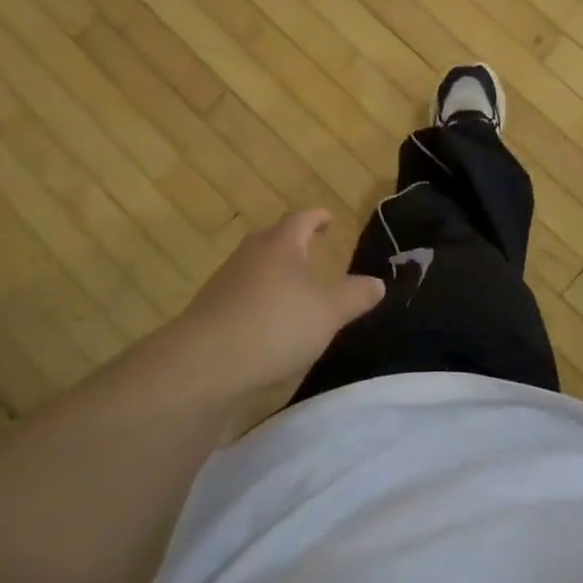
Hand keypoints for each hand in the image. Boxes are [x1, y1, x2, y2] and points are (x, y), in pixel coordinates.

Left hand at [174, 210, 383, 408]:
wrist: (205, 364)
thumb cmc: (276, 324)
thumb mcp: (330, 311)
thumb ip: (356, 295)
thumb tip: (377, 282)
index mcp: (280, 245)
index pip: (300, 219)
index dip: (316, 218)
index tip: (328, 219)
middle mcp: (249, 256)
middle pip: (271, 241)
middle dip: (290, 244)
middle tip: (309, 251)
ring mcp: (224, 284)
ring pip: (253, 270)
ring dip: (272, 276)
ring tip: (291, 292)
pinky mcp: (208, 315)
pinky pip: (239, 299)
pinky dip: (256, 304)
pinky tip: (266, 326)